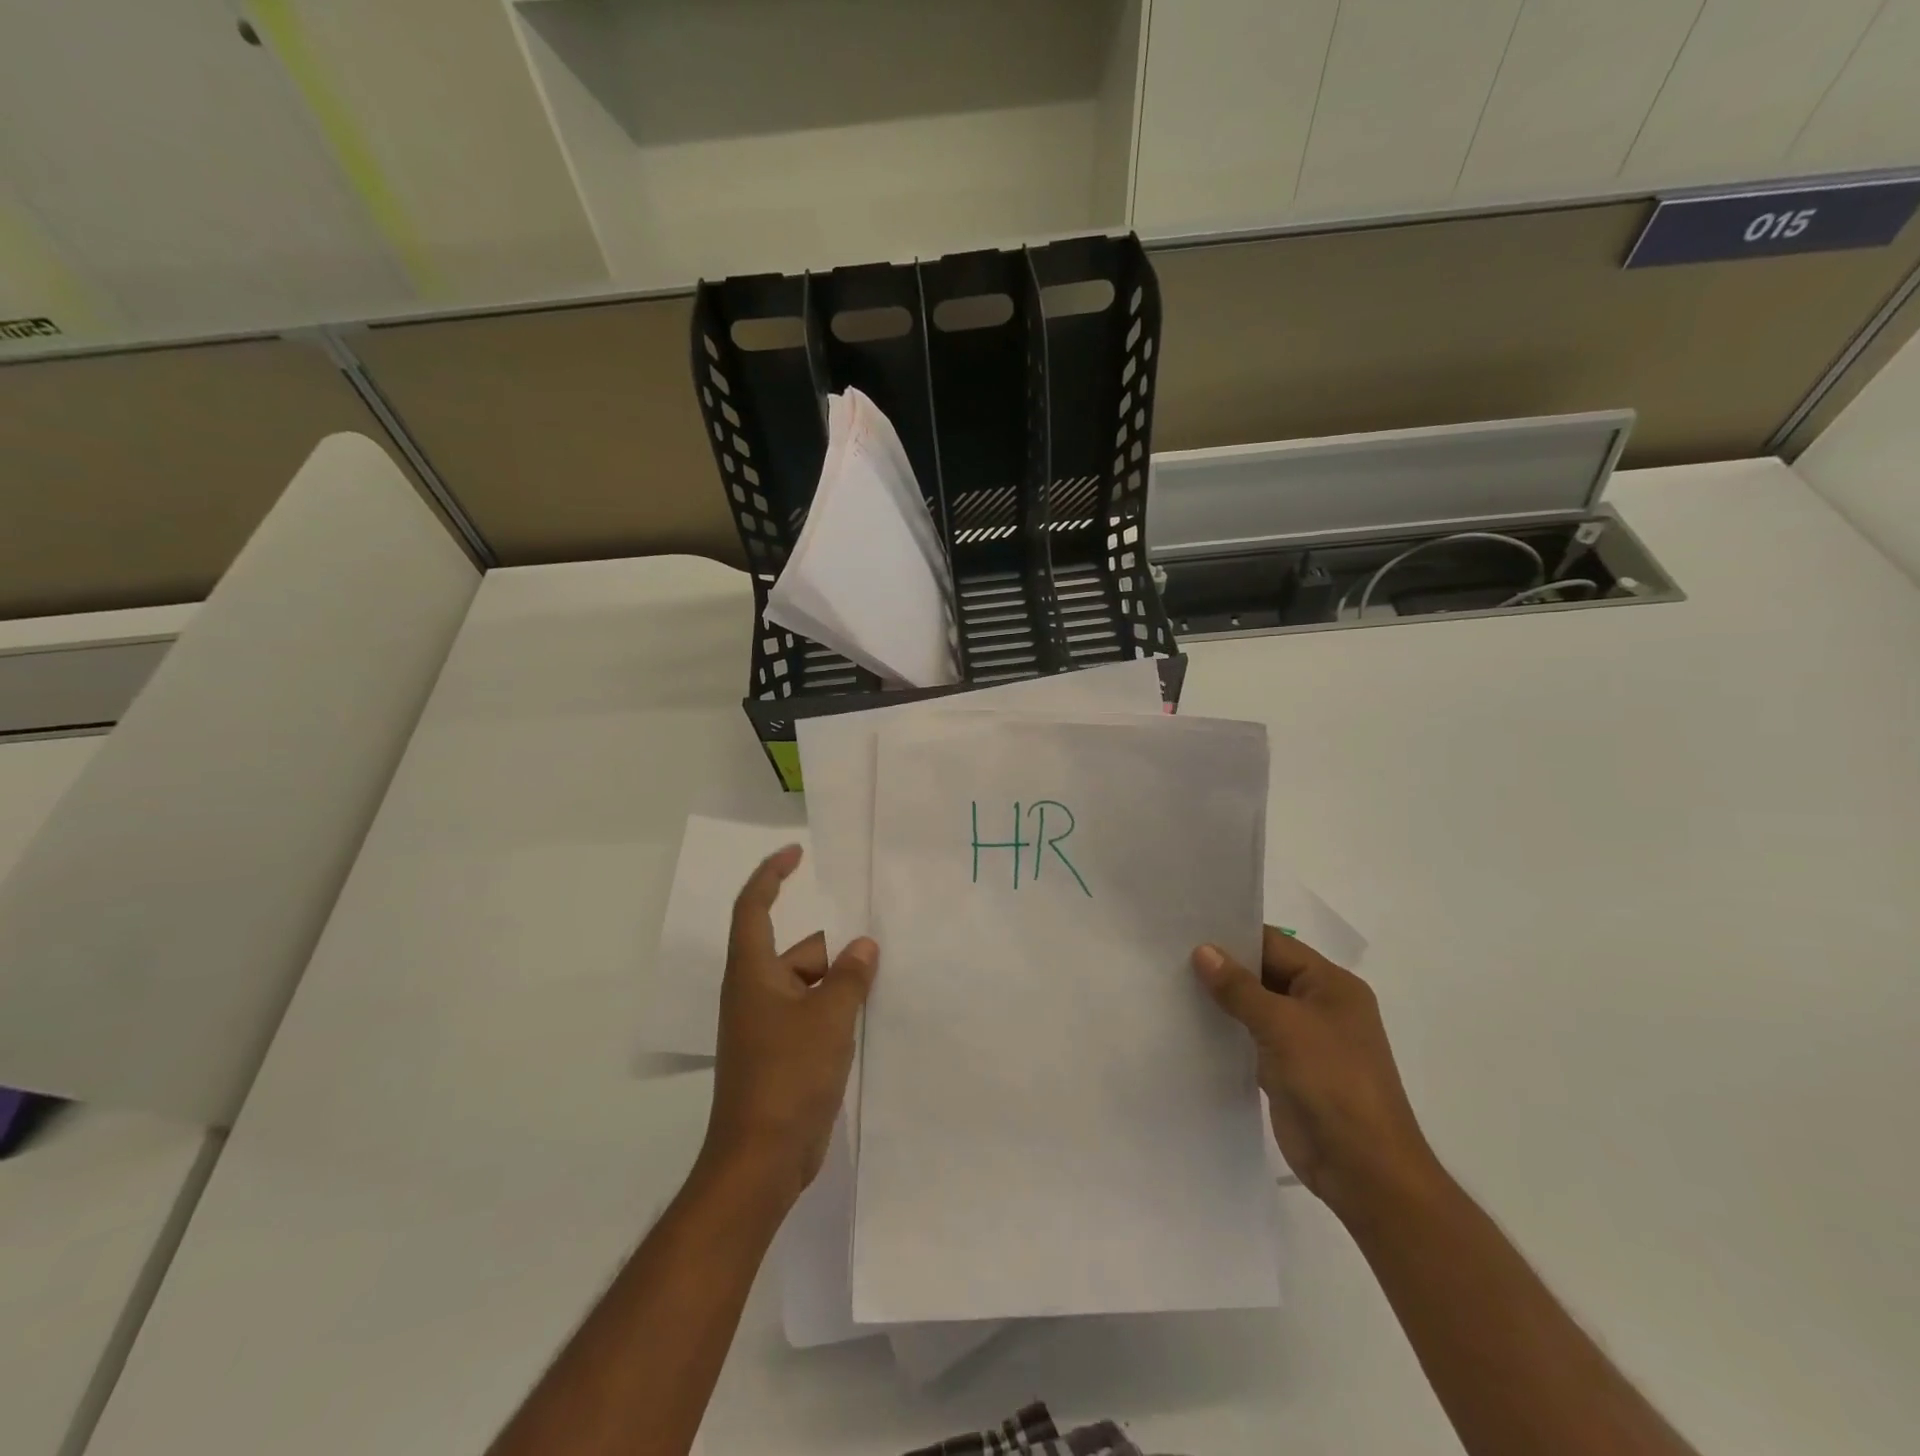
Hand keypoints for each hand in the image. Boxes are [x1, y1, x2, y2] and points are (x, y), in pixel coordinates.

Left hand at [702, 845, 877, 1206]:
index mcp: (753, 973)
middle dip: (834, 948)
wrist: (761, 1160)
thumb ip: (850, 976)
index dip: (771, 875)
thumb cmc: (788, 1076)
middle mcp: (754, 992)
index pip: (754, 907)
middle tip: (878, 944)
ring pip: (808, 984)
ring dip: (840, 981)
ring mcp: (766, 1026)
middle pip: (796, 950)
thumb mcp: (829, 1018)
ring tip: (884, 979)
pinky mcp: (780, 1054)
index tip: (797, 853)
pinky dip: (836, 1009)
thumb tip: (864, 945)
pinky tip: (870, 1015)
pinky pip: (812, 1014)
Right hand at [1192, 928, 1439, 1220]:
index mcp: (1332, 985)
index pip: (1275, 945)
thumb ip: (1239, 987)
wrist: (1363, 1169)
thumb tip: (1203, 950)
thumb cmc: (1331, 1082)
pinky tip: (1191, 1025)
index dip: (1234, 936)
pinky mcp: (1289, 1071)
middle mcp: (1320, 1006)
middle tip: (1170, 956)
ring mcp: (1305, 1041)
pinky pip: (1252, 1039)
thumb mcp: (1282, 1025)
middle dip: (1223, 968)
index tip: (1187, 930)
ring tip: (1172, 985)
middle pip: (1265, 974)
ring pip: (1256, 1008)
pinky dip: (1227, 1031)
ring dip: (1222, 1000)